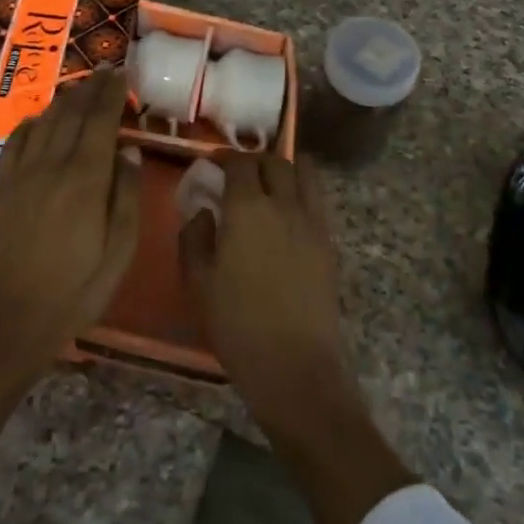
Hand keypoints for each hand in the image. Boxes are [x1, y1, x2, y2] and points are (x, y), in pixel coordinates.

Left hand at [0, 67, 139, 373]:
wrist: (10, 320)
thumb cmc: (77, 290)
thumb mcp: (119, 250)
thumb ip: (126, 195)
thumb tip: (128, 151)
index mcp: (85, 178)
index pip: (100, 120)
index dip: (111, 93)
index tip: (121, 74)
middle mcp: (50, 164)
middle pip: (72, 113)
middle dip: (90, 88)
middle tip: (105, 72)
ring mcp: (19, 174)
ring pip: (44, 121)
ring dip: (64, 100)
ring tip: (80, 88)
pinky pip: (16, 141)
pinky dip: (32, 122)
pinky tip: (41, 119)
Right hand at [179, 153, 352, 430]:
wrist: (294, 364)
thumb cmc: (237, 324)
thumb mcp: (198, 282)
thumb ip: (195, 237)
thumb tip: (203, 211)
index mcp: (247, 209)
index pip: (240, 163)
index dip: (225, 159)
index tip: (214, 167)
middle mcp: (284, 204)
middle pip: (276, 161)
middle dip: (256, 160)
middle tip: (240, 176)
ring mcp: (312, 222)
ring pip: (305, 173)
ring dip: (286, 169)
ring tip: (271, 184)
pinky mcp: (329, 242)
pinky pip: (317, 200)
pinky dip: (303, 192)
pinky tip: (288, 213)